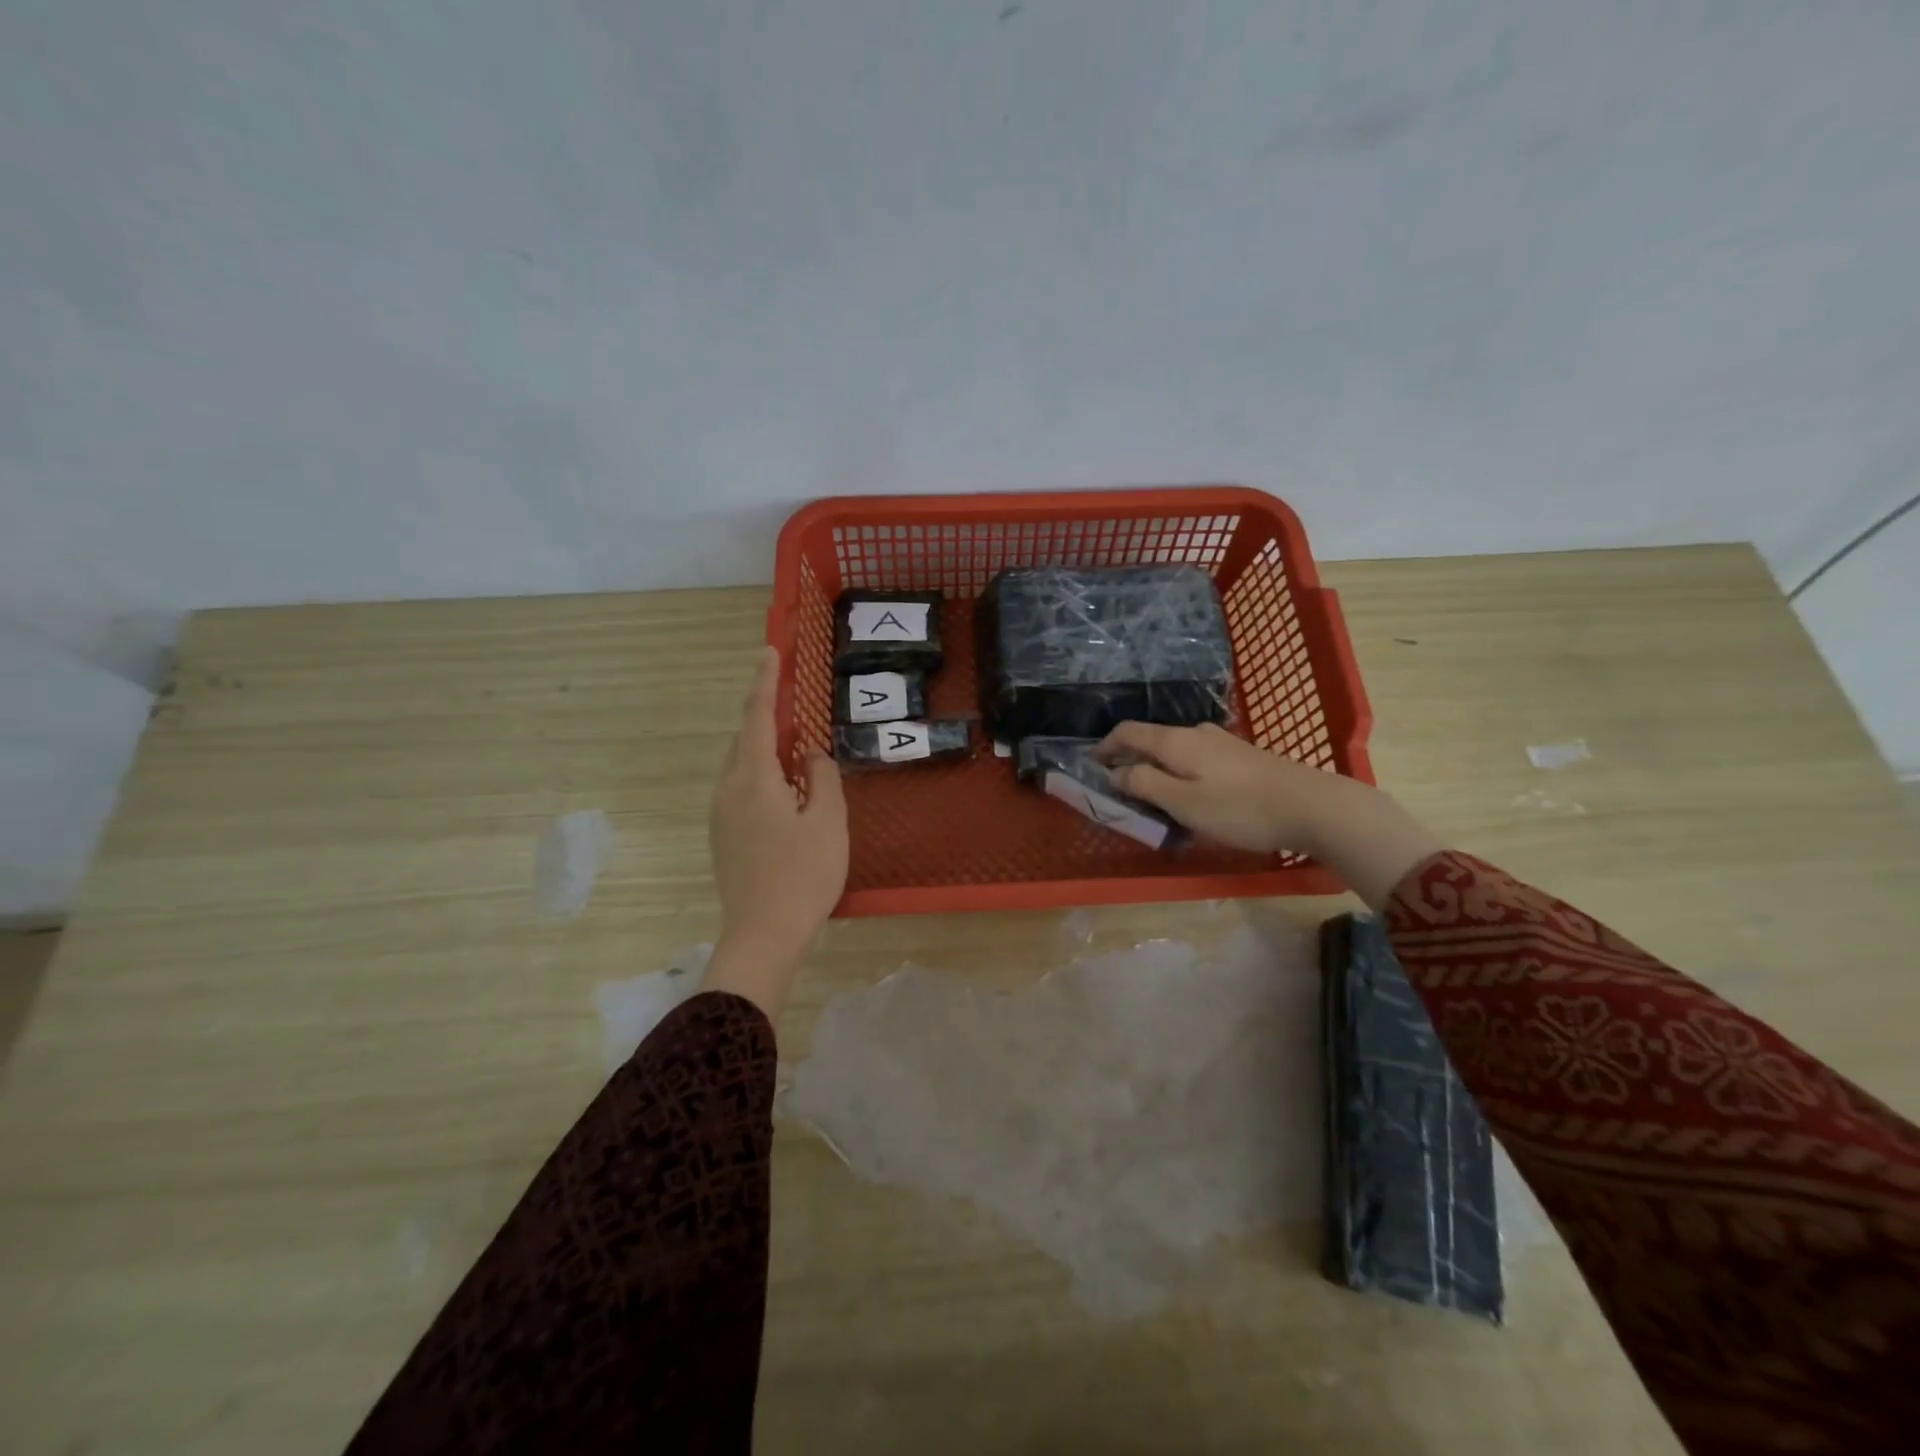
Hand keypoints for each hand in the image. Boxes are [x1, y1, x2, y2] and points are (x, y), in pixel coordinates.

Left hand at [704, 647, 847, 1018]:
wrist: (764, 934)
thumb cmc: (803, 875)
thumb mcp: (828, 821)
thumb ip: (822, 777)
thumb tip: (810, 756)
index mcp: (753, 779)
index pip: (758, 717)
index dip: (765, 682)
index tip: (769, 652)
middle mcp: (728, 790)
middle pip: (745, 740)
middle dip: (766, 717)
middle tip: (792, 704)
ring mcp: (721, 815)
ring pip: (742, 766)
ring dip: (766, 750)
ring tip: (796, 752)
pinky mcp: (723, 836)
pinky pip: (741, 789)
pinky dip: (762, 776)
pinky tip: (786, 792)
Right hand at [1094, 722, 1342, 852]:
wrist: (1313, 806)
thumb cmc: (1240, 808)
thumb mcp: (1183, 802)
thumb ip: (1144, 784)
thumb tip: (1115, 772)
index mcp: (1175, 741)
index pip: (1128, 732)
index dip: (1105, 746)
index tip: (1091, 764)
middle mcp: (1196, 733)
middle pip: (1151, 739)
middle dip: (1129, 759)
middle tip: (1118, 786)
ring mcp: (1222, 742)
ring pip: (1175, 749)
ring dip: (1156, 767)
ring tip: (1151, 795)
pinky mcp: (1242, 756)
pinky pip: (1196, 758)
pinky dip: (1179, 771)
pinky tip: (1189, 794)